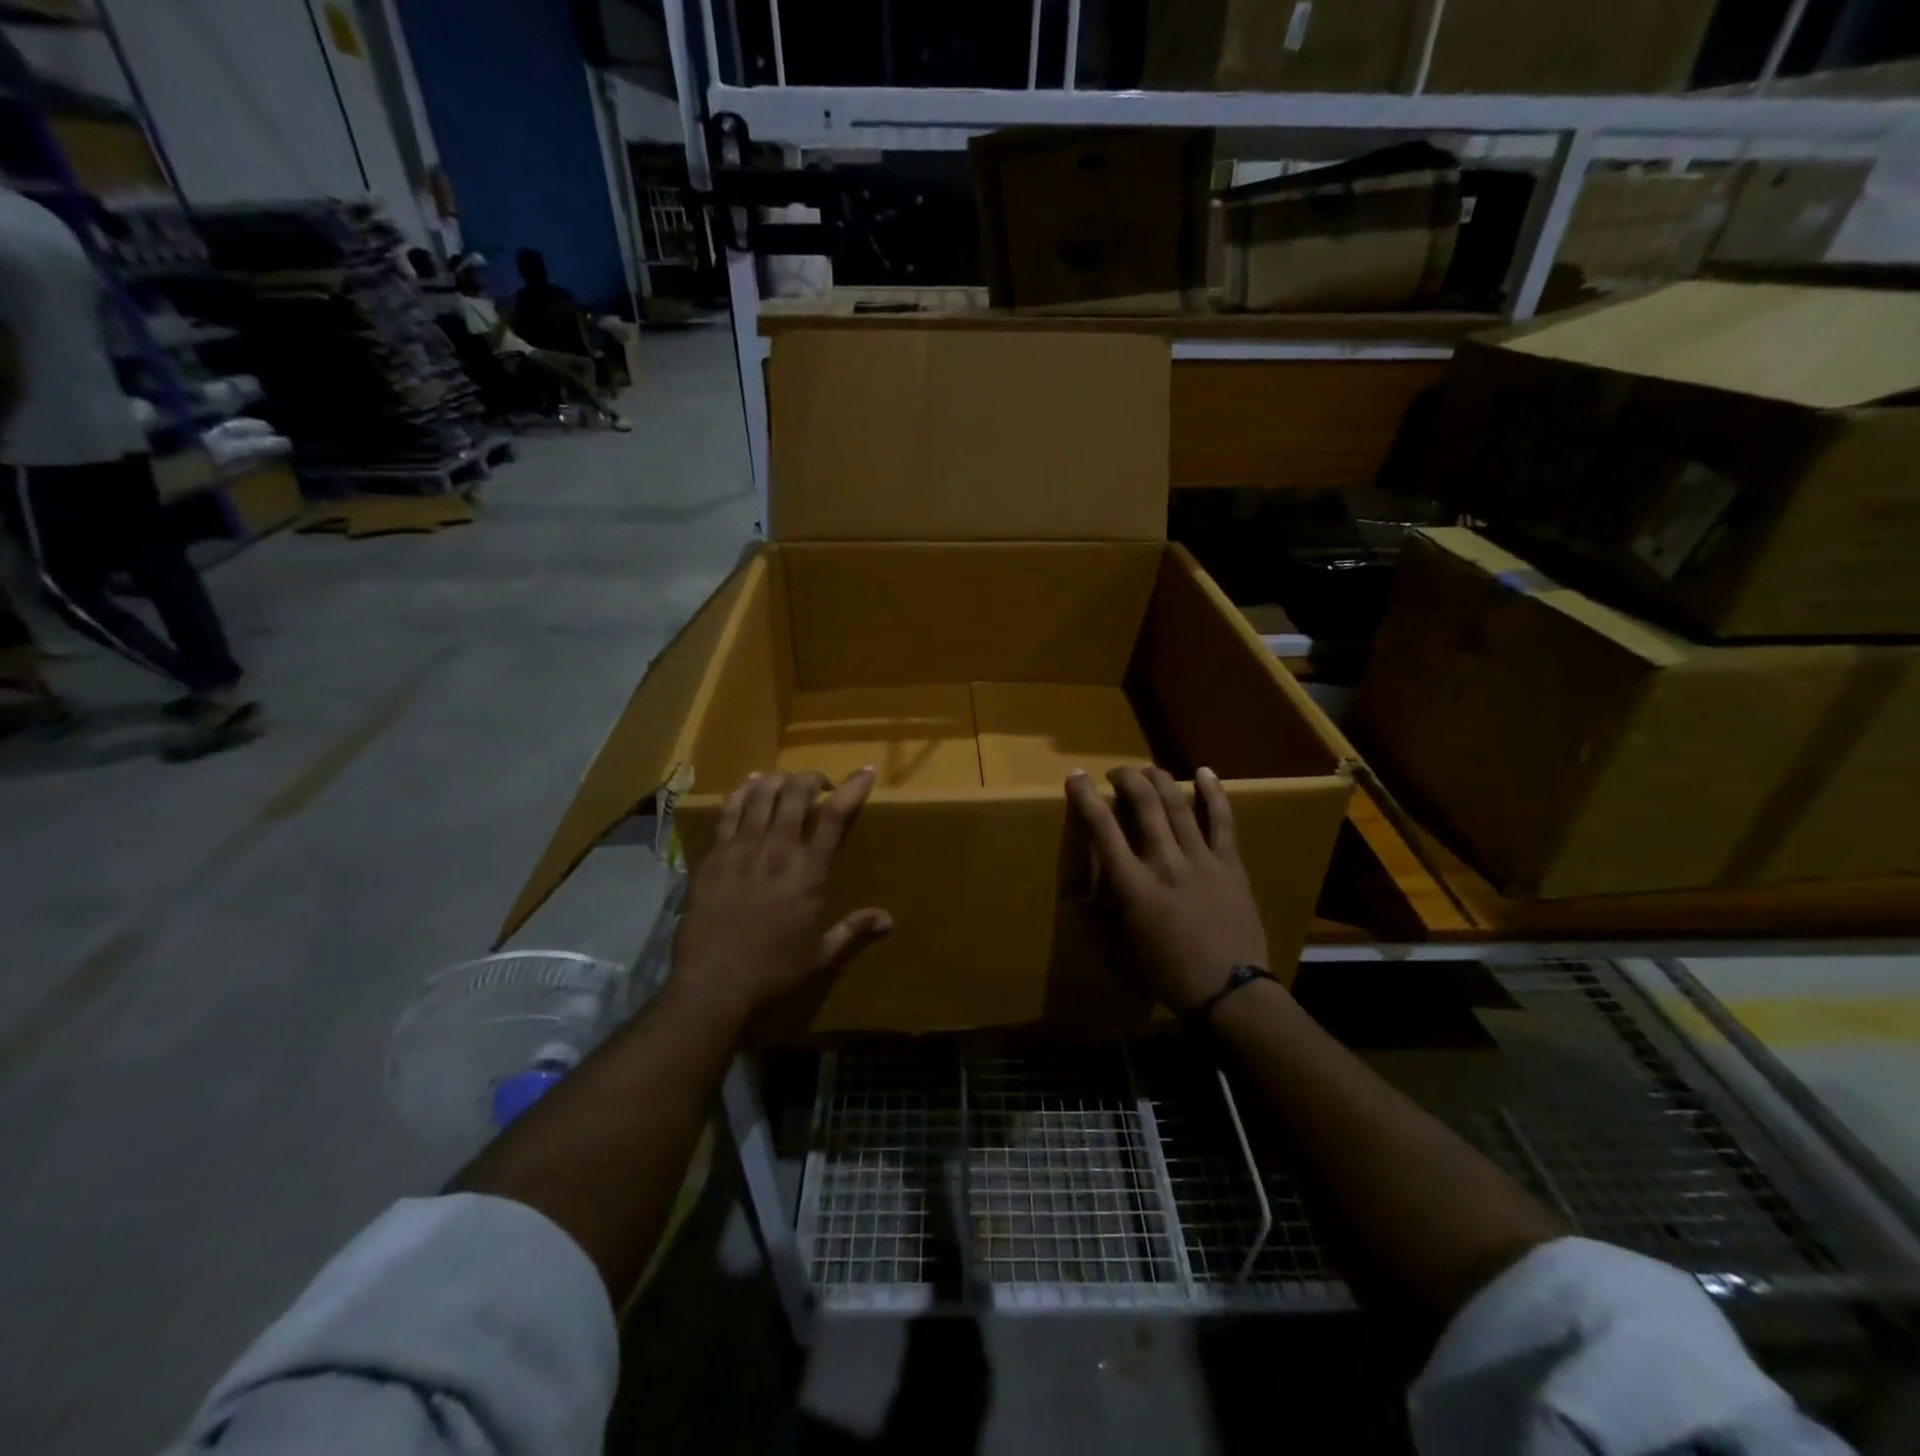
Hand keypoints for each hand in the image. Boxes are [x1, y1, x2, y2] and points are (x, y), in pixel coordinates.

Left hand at [672, 769, 891, 1026]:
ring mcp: (742, 850)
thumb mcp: (820, 955)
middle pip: (796, 794)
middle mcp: (777, 852)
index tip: (865, 772)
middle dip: (812, 779)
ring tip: (787, 782)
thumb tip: (889, 920)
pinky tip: (750, 783)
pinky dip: (742, 791)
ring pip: (762, 796)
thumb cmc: (773, 971)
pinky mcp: (714, 857)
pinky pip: (728, 812)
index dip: (852, 788)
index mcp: (809, 874)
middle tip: (819, 785)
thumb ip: (853, 930)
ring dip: (779, 780)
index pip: (835, 817)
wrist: (712, 983)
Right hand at [1066, 765, 1268, 1014]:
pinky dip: (1213, 793)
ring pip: (1178, 804)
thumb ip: (1116, 903)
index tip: (1076, 777)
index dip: (1085, 797)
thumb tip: (1104, 882)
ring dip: (1160, 780)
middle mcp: (1165, 863)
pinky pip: (1222, 821)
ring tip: (1148, 770)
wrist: (1230, 991)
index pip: (1102, 829)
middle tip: (1117, 773)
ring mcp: (1201, 860)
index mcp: (1133, 886)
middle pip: (1144, 805)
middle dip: (1127, 779)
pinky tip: (1205, 772)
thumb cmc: (1170, 973)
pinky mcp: (1231, 864)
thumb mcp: (1128, 940)